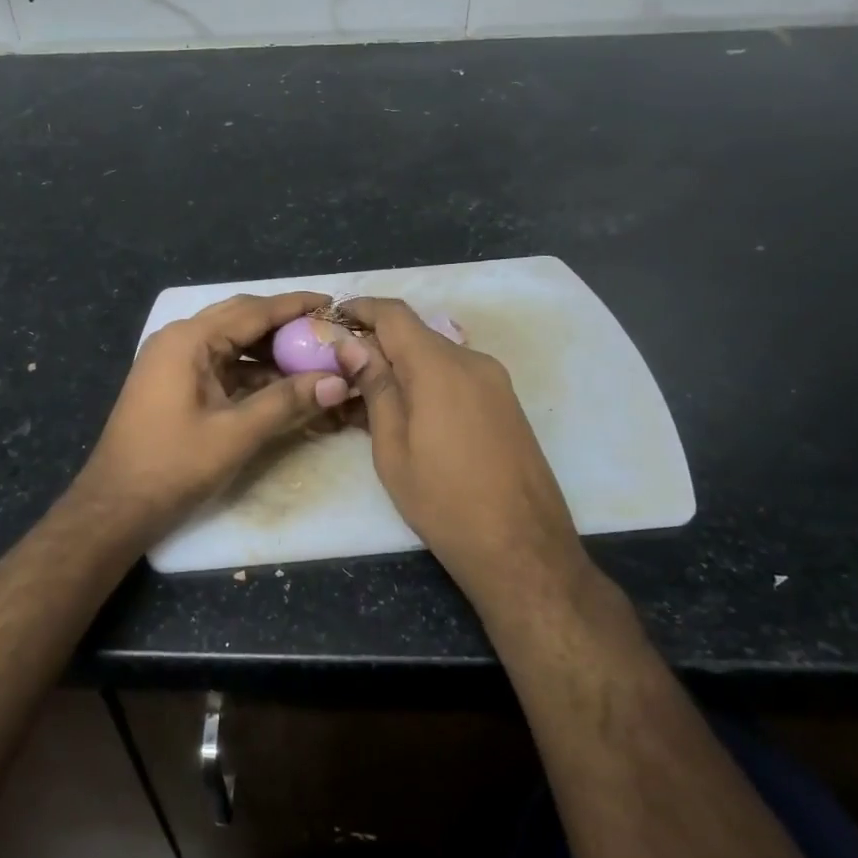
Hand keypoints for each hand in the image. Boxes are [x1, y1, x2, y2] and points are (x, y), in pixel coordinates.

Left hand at [73, 291, 352, 539]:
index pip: (253, 311)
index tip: (332, 303)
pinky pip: (219, 362)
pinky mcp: (173, 382)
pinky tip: (280, 382)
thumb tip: (338, 382)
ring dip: (268, 348)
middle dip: (283, 323)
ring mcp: (173, 360)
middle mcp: (179, 339)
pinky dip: (250, 368)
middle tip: (325, 329)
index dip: (295, 306)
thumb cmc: (173, 465)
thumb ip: (287, 402)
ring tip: (311, 356)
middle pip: (240, 318)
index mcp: (189, 340)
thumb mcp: (236, 433)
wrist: (115, 506)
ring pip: (230, 341)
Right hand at [335, 297, 587, 602]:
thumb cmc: (444, 502)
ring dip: (403, 364)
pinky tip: (410, 412)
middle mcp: (472, 361)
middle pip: (416, 334)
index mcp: (440, 367)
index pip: (395, 314)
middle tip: (344, 368)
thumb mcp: (393, 448)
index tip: (334, 315)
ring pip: (438, 356)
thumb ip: (376, 388)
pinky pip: (458, 376)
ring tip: (371, 396)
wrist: (523, 549)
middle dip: (378, 343)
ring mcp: (496, 382)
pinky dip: (429, 381)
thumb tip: (353, 346)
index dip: (362, 308)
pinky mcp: (507, 403)